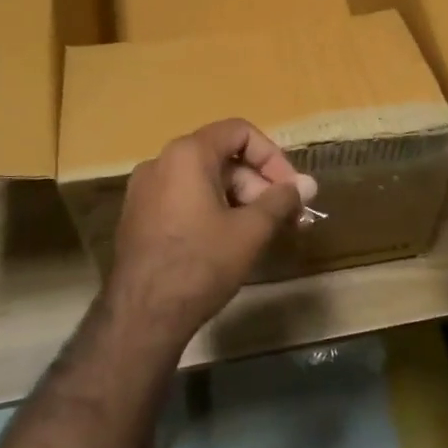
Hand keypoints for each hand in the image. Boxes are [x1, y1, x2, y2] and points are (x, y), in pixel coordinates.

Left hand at [105, 119, 317, 349]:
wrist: (142, 316)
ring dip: (239, 199)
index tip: (291, 189)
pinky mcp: (139, 215)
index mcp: (187, 154)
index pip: (240, 132)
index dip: (273, 157)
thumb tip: (309, 184)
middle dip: (259, 184)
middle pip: (222, 157)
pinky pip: (184, 198)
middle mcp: (161, 161)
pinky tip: (229, 241)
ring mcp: (145, 189)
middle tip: (286, 217)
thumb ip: (282, 200)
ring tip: (262, 232)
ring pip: (204, 180)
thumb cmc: (201, 264)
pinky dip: (212, 209)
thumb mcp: (251, 231)